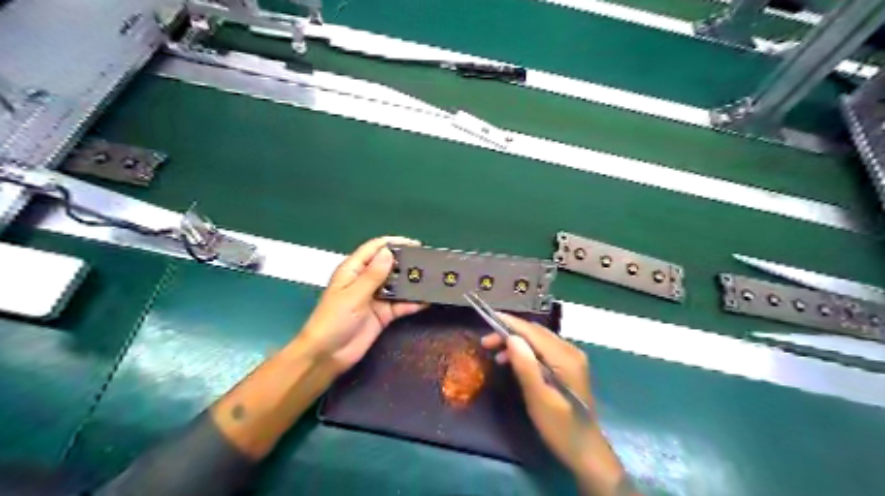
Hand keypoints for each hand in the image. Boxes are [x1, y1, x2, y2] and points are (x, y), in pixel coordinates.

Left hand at [298, 236, 426, 374]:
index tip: (416, 244)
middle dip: (407, 262)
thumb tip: (389, 252)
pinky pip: (401, 305)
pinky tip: (428, 300)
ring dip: (412, 282)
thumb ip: (373, 275)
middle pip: (389, 265)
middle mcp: (366, 281)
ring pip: (398, 285)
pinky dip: (414, 302)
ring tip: (433, 278)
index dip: (394, 243)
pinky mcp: (384, 314)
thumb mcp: (353, 295)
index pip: (374, 249)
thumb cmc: (333, 320)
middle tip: (429, 262)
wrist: (327, 355)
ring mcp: (376, 298)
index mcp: (353, 270)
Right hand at [481, 317, 632, 493]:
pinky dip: (526, 351)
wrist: (586, 451)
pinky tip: (512, 361)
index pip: (533, 331)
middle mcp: (570, 351)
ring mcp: (571, 358)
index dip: (510, 324)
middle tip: (486, 342)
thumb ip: (526, 366)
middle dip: (510, 332)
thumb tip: (511, 337)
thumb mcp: (539, 398)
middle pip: (536, 333)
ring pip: (538, 340)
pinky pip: (543, 350)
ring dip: (516, 342)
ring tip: (494, 352)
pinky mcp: (568, 367)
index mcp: (565, 357)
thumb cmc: (560, 427)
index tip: (487, 319)